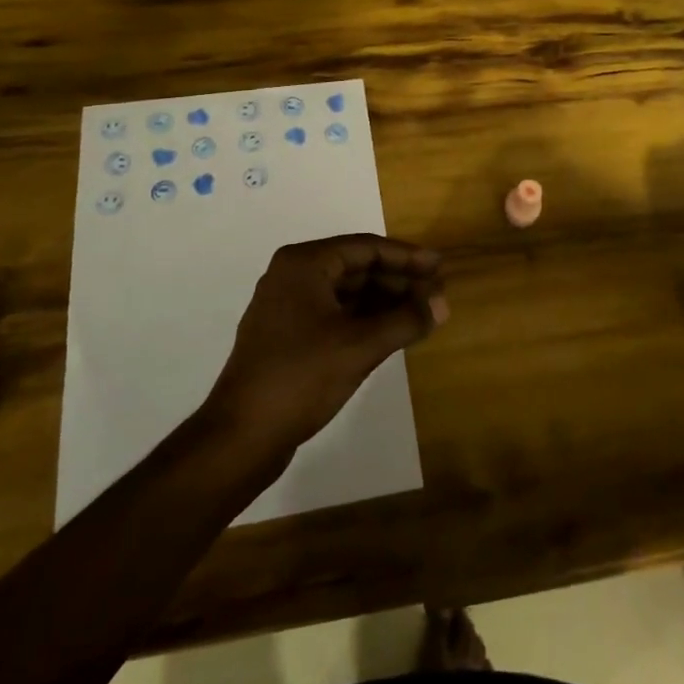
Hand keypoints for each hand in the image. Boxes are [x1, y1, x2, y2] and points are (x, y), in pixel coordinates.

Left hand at [206, 234, 447, 451]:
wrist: (240, 436)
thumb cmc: (301, 378)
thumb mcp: (360, 346)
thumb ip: (405, 320)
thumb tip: (443, 304)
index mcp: (304, 264)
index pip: (366, 247)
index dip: (407, 257)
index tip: (440, 268)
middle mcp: (293, 275)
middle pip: (357, 267)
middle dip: (398, 280)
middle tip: (435, 295)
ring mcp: (287, 306)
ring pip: (346, 292)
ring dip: (384, 301)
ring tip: (421, 314)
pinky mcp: (287, 334)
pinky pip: (335, 313)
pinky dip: (364, 319)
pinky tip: (391, 332)